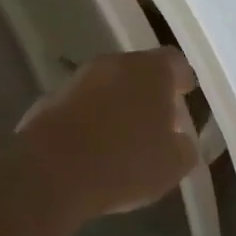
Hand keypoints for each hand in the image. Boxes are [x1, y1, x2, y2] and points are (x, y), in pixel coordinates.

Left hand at [14, 48, 200, 220]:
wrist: (51, 173)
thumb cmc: (124, 163)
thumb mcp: (172, 165)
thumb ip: (184, 146)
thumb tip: (180, 140)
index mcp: (150, 71)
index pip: (174, 62)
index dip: (181, 79)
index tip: (185, 94)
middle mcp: (114, 64)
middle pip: (138, 71)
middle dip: (148, 93)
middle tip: (156, 120)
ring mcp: (78, 79)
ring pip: (106, 86)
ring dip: (116, 104)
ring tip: (123, 137)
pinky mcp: (49, 100)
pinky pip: (81, 105)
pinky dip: (89, 119)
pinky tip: (92, 148)